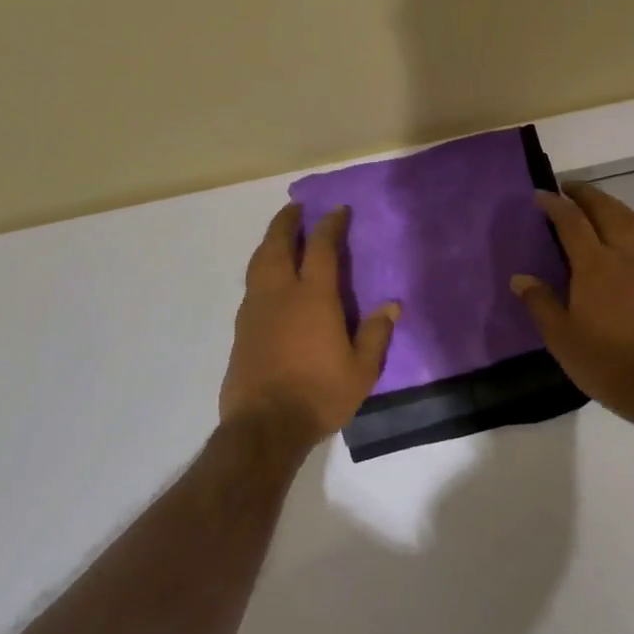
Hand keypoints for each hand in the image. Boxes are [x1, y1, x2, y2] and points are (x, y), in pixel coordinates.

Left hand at [220, 204, 398, 445]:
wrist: (264, 425)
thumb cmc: (319, 394)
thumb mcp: (361, 370)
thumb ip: (375, 334)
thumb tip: (392, 305)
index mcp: (313, 297)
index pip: (321, 247)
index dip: (330, 224)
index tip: (338, 209)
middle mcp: (280, 293)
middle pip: (278, 244)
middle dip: (287, 221)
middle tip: (296, 208)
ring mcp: (256, 309)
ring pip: (258, 262)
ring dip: (269, 242)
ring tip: (279, 235)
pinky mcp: (241, 328)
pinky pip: (252, 285)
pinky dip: (261, 269)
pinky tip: (268, 279)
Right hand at [511, 183, 633, 424]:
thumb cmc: (605, 362)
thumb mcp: (561, 337)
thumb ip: (540, 303)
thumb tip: (520, 278)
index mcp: (595, 266)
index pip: (572, 221)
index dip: (555, 204)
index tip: (540, 195)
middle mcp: (624, 256)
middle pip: (606, 210)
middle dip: (585, 194)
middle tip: (567, 188)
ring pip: (630, 219)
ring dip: (609, 203)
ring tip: (593, 203)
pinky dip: (625, 222)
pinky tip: (617, 236)